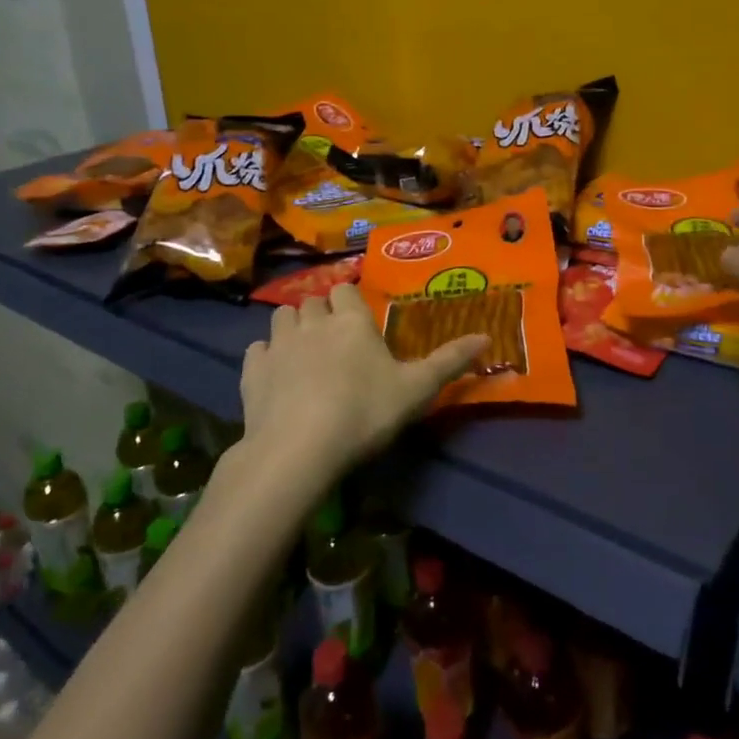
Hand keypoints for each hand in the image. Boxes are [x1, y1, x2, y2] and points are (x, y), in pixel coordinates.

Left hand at [239, 284, 487, 479]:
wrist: (300, 448)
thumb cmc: (365, 413)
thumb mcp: (417, 390)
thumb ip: (450, 361)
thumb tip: (486, 336)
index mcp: (351, 321)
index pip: (345, 290)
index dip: (349, 301)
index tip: (356, 321)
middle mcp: (313, 322)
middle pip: (313, 301)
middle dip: (321, 313)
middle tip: (333, 340)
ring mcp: (278, 344)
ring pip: (281, 317)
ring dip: (292, 327)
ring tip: (302, 352)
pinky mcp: (252, 370)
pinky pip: (257, 349)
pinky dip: (265, 356)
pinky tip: (275, 375)